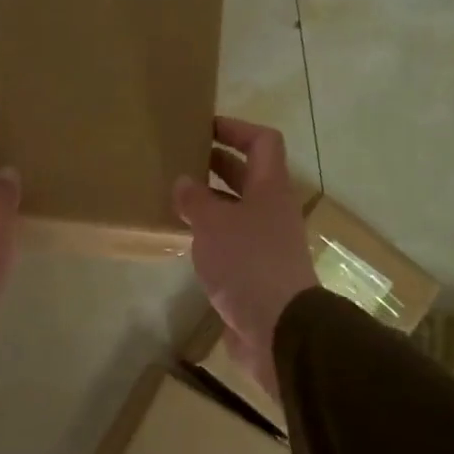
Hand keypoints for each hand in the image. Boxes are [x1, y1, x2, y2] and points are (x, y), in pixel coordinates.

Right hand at [174, 117, 317, 403]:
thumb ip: (196, 200)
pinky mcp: (254, 272)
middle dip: (216, 162)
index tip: (204, 125)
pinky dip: (210, 233)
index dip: (236, 128)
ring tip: (175, 196)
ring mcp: (265, 243)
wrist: (278, 328)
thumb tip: (184, 182)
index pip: (262, 142)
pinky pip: (230, 241)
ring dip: (210, 200)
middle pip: (248, 175)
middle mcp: (271, 211)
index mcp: (270, 189)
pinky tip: (184, 237)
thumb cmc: (248, 264)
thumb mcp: (214, 225)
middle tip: (181, 157)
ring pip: (237, 209)